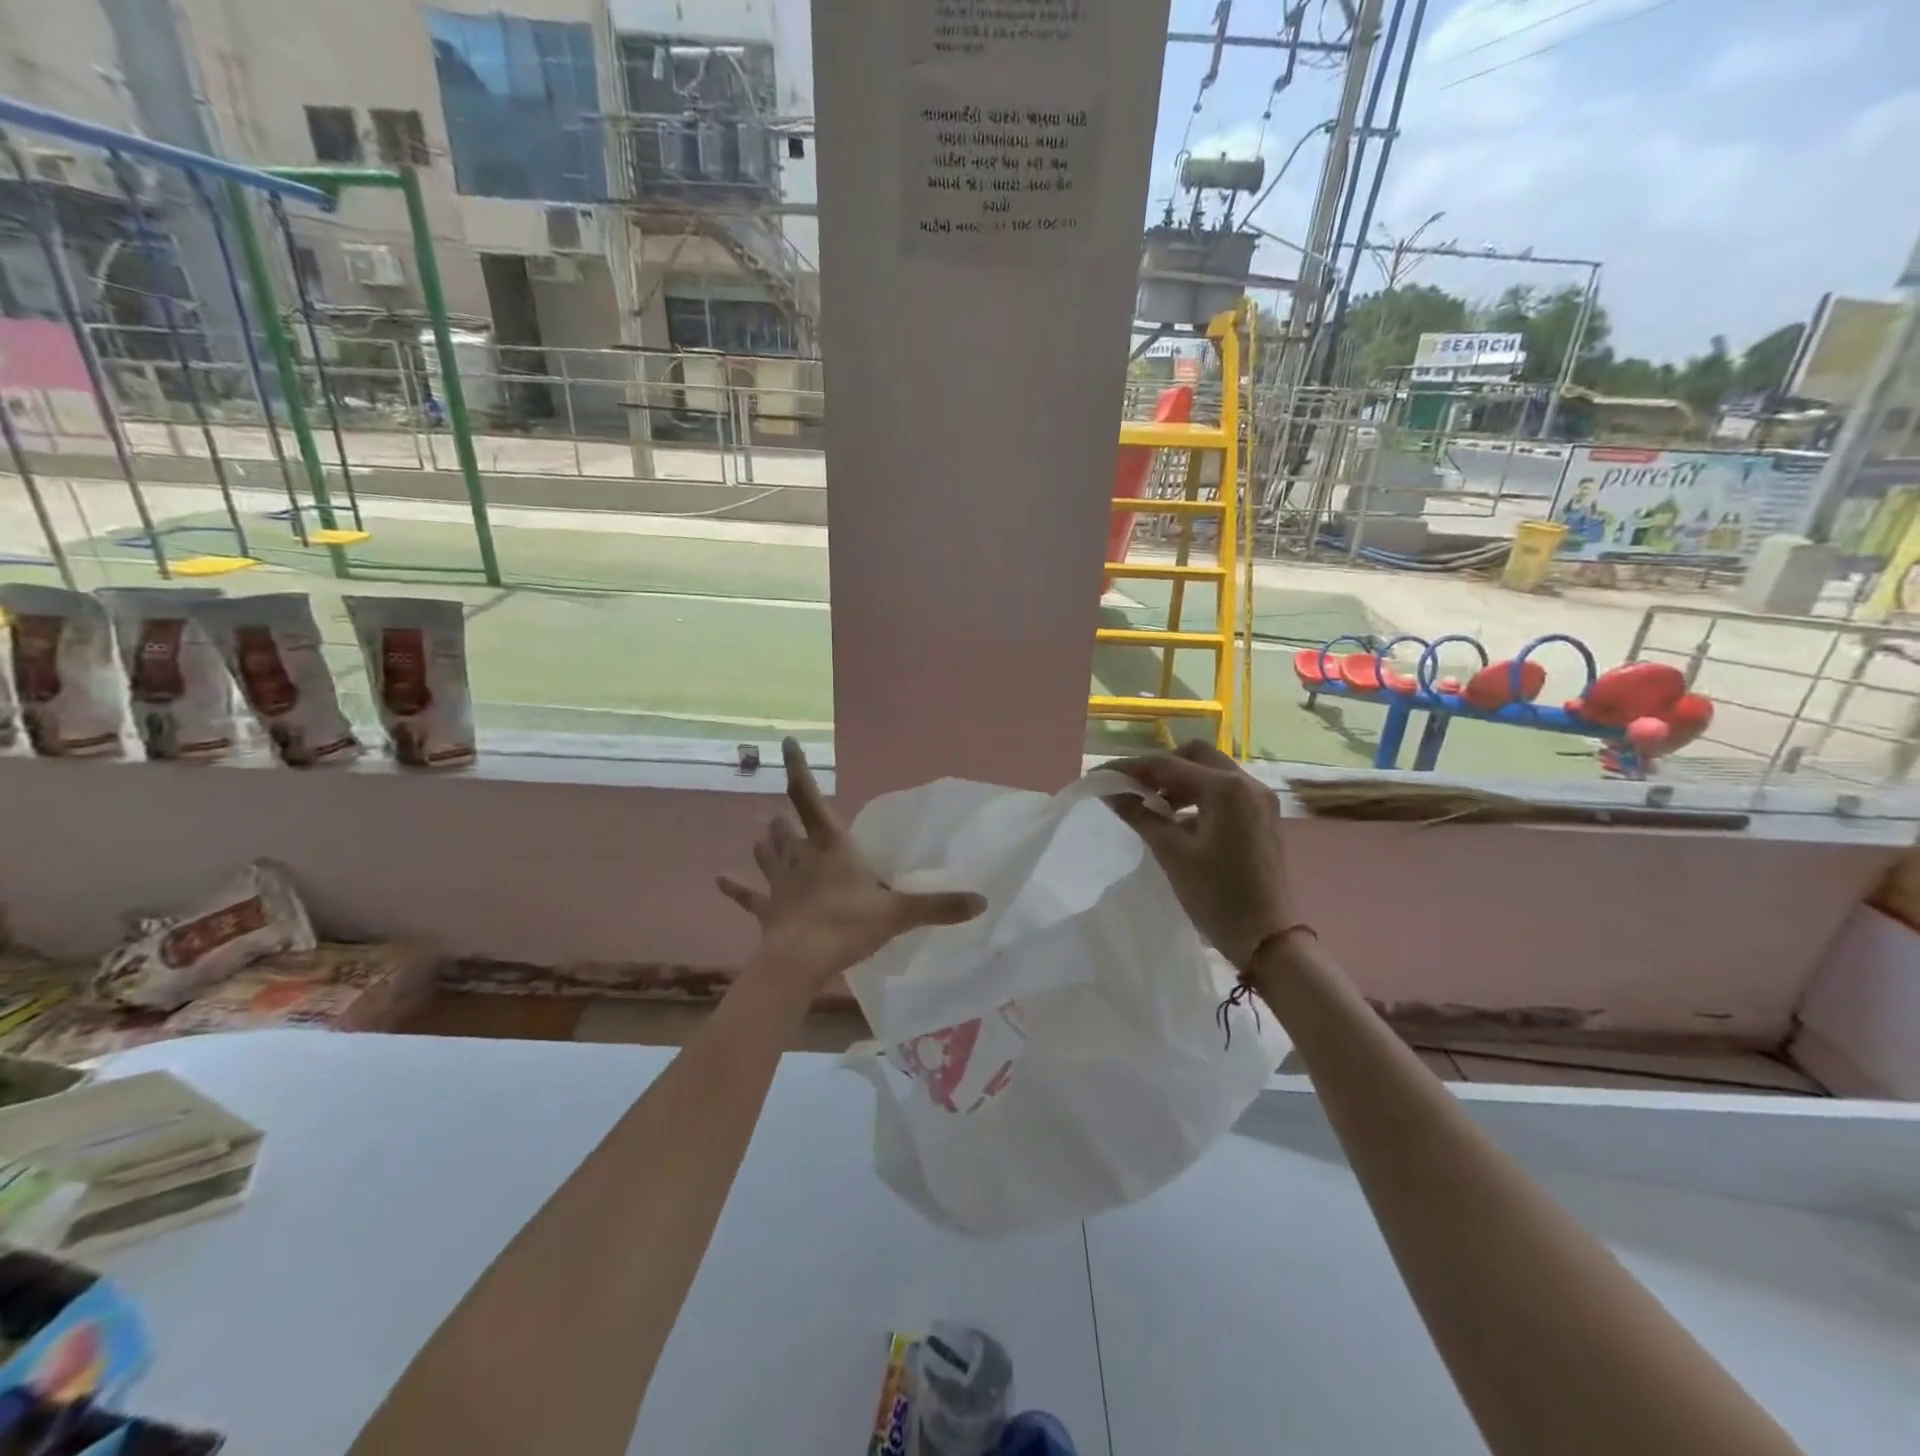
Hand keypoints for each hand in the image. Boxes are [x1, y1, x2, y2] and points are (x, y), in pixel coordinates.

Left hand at [718, 739, 986, 991]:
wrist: (799, 962)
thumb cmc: (847, 925)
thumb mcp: (898, 914)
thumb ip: (939, 906)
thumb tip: (982, 902)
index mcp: (830, 846)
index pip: (808, 797)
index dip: (797, 768)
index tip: (784, 742)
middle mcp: (800, 856)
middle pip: (785, 828)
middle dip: (786, 821)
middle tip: (788, 819)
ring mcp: (779, 883)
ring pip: (767, 854)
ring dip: (766, 845)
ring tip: (764, 837)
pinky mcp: (767, 910)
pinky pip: (747, 897)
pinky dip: (734, 889)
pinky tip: (718, 881)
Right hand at [1106, 740, 1297, 969]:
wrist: (1267, 939)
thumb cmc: (1217, 895)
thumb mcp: (1172, 853)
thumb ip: (1140, 815)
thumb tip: (1110, 792)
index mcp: (1227, 788)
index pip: (1168, 764)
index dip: (1129, 768)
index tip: (1100, 776)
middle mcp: (1247, 784)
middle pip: (1194, 756)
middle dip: (1159, 768)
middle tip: (1132, 788)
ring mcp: (1259, 800)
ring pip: (1210, 772)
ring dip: (1179, 782)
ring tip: (1150, 805)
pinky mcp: (1261, 817)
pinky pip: (1224, 792)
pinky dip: (1197, 796)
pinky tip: (1177, 820)